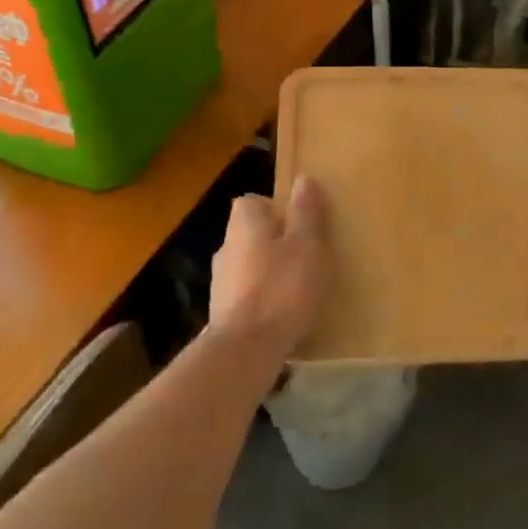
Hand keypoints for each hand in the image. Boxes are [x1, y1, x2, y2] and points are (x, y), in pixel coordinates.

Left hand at [210, 176, 329, 359]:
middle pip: (251, 233)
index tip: (300, 226)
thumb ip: (306, 212)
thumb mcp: (307, 244)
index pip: (254, 201)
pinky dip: (262, 298)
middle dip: (275, 242)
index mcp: (245, 223)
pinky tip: (282, 314)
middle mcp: (226, 246)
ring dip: (268, 271)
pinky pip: (246, 294)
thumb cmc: (282, 287)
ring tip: (297, 288)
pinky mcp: (221, 312)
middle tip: (305, 257)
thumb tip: (303, 179)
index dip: (277, 209)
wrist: (246, 349)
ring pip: (248, 264)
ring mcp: (220, 281)